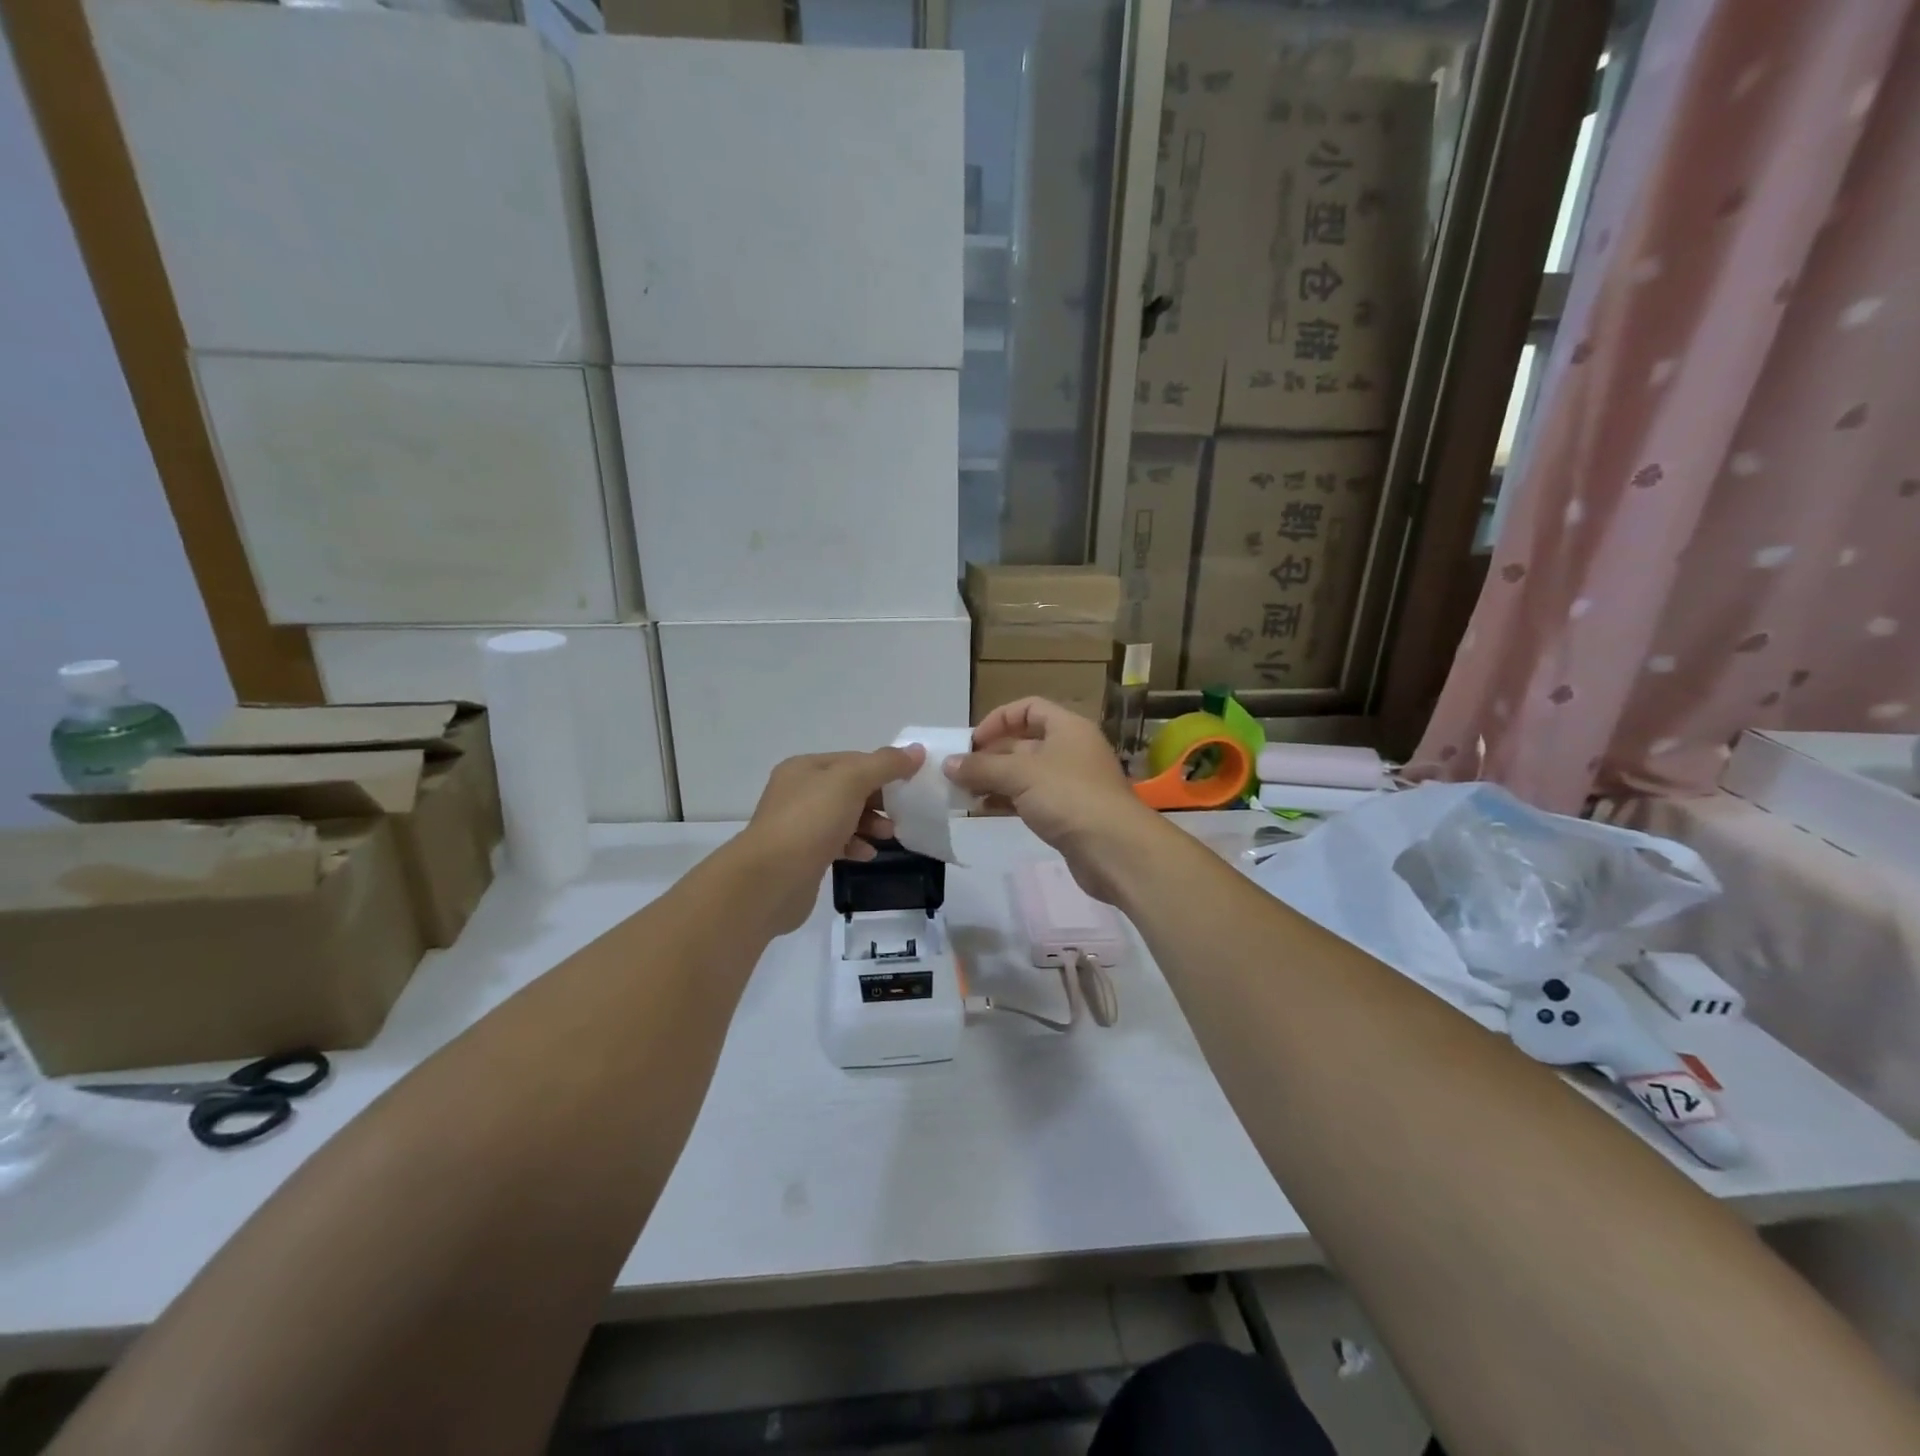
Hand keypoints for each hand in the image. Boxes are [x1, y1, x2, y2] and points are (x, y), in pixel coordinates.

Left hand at [735, 746, 924, 933]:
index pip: (853, 760)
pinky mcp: (803, 856)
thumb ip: (885, 764)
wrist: (771, 879)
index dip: (883, 768)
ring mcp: (798, 826)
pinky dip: (855, 845)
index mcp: (805, 768)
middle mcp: (798, 793)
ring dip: (870, 823)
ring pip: (844, 817)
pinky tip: (867, 855)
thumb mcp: (851, 781)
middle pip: (849, 789)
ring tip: (888, 836)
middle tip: (902, 813)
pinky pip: (836, 843)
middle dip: (878, 799)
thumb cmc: (810, 821)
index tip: (910, 783)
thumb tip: (916, 751)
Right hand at [944, 698, 1166, 903]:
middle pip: (1024, 742)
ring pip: (1026, 773)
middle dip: (991, 754)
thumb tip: (948, 764)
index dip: (999, 719)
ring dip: (995, 779)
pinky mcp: (1069, 813)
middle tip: (959, 771)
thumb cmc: (1069, 797)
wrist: (1115, 850)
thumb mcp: (1020, 774)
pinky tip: (984, 810)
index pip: (1029, 708)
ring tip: (964, 792)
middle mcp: (1071, 750)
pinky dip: (1008, 800)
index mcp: (1067, 728)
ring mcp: (1072, 783)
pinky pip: (1032, 798)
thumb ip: (981, 767)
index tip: (972, 742)